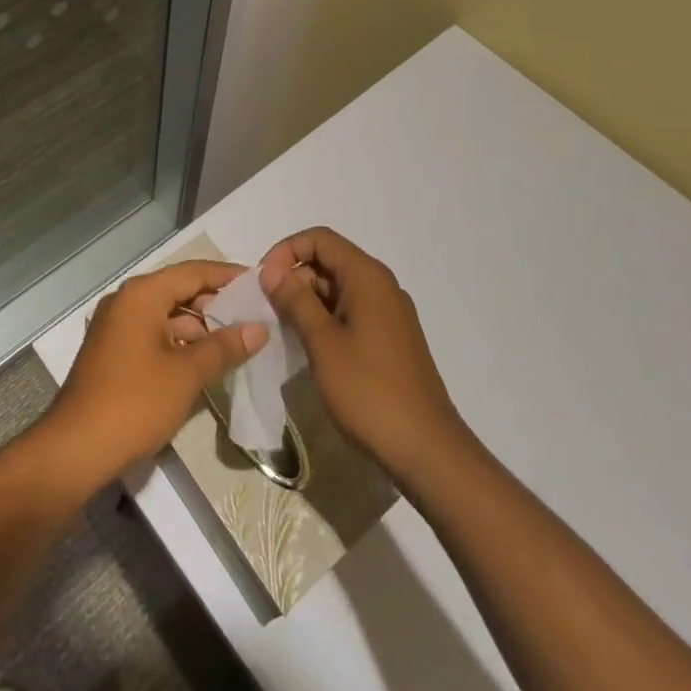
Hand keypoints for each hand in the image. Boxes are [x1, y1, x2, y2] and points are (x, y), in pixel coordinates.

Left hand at [40, 260, 268, 491]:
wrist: (76, 449)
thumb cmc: (135, 401)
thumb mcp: (187, 373)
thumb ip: (224, 346)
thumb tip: (259, 328)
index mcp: (142, 294)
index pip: (193, 272)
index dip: (227, 276)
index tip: (259, 283)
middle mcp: (126, 301)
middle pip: (179, 290)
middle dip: (215, 304)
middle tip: (253, 316)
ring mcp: (116, 326)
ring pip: (166, 315)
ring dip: (199, 327)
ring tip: (236, 343)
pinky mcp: (112, 351)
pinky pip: (153, 334)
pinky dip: (179, 342)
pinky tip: (203, 362)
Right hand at [260, 227, 468, 485]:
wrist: (427, 451)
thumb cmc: (370, 391)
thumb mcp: (323, 343)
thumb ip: (295, 300)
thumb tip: (271, 270)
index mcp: (368, 277)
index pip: (320, 239)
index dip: (286, 251)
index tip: (263, 281)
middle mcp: (381, 286)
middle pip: (329, 261)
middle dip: (294, 276)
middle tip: (267, 307)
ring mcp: (388, 313)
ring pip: (338, 288)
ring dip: (307, 300)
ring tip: (282, 328)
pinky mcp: (390, 339)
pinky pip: (350, 311)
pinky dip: (325, 318)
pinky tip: (308, 345)